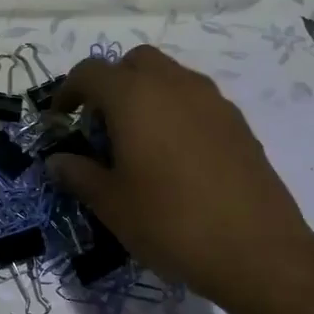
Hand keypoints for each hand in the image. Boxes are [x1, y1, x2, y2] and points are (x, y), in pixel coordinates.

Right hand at [45, 45, 313, 307]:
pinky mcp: (238, 123)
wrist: (256, 250)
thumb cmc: (169, 222)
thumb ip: (78, 175)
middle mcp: (175, 85)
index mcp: (135, 97)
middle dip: (112, 84)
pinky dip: (176, 113)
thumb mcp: (110, 204)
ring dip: (146, 96)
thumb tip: (58, 161)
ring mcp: (213, 101)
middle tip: (100, 125)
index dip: (67, 91)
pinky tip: (174, 158)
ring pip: (170, 78)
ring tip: (136, 142)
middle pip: (135, 62)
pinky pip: (196, 102)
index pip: (90, 72)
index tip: (59, 119)